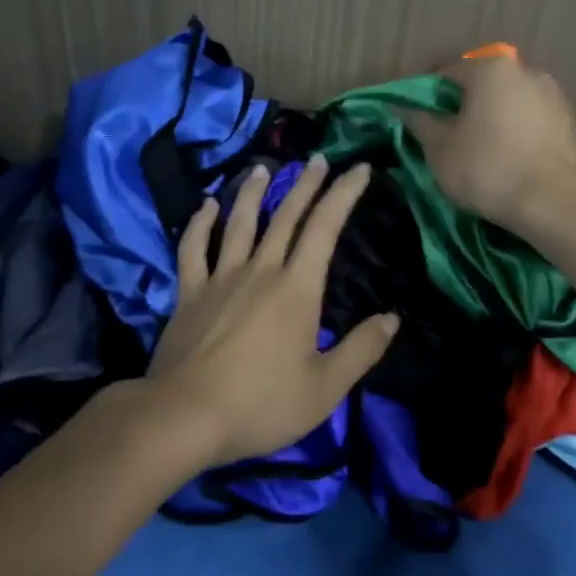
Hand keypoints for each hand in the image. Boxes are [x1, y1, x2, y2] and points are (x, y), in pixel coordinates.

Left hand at [145, 154, 398, 466]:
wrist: (184, 416)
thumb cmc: (261, 404)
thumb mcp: (324, 388)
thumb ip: (360, 350)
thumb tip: (391, 318)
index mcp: (296, 289)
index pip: (324, 229)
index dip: (343, 194)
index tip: (358, 168)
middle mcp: (260, 271)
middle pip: (285, 217)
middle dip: (305, 185)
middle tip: (317, 158)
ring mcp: (220, 278)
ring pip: (239, 222)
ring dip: (252, 192)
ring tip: (262, 168)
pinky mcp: (189, 292)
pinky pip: (193, 248)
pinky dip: (200, 224)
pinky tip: (206, 206)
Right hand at [407, 55, 575, 234]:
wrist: (551, 204)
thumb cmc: (486, 168)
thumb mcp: (438, 149)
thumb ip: (421, 122)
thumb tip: (407, 108)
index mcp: (491, 70)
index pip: (450, 71)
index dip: (431, 92)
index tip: (422, 116)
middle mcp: (529, 73)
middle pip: (490, 83)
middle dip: (473, 101)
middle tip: (456, 130)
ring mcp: (559, 99)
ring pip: (525, 99)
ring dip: (510, 112)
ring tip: (496, 141)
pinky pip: (558, 122)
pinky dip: (548, 128)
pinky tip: (542, 140)